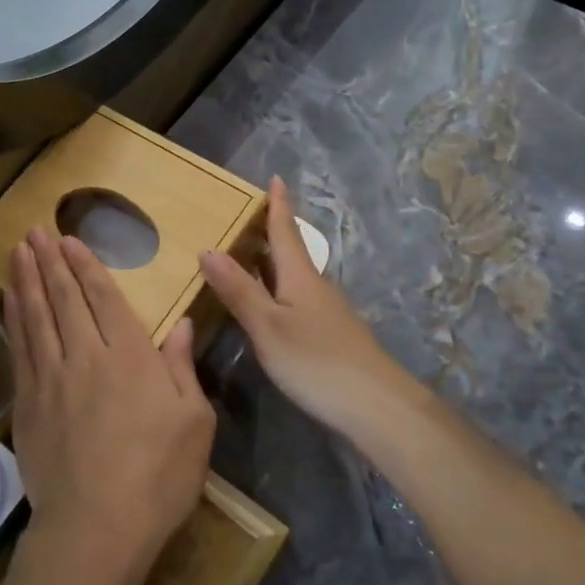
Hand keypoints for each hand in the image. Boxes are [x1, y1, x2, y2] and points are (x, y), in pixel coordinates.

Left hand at [5, 229, 215, 581]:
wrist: (96, 529)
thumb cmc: (158, 477)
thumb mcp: (194, 423)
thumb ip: (182, 368)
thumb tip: (180, 324)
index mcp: (131, 357)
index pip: (104, 298)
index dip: (86, 266)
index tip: (70, 240)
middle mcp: (87, 356)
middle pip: (64, 299)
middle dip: (51, 261)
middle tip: (36, 230)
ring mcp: (52, 379)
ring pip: (36, 316)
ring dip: (27, 280)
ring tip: (19, 250)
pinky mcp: (28, 404)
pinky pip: (20, 349)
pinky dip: (14, 319)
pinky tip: (10, 302)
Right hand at [200, 178, 433, 443]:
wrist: (376, 407)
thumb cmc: (317, 362)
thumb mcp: (269, 327)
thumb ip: (239, 291)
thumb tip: (208, 249)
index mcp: (300, 276)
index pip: (285, 230)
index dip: (278, 204)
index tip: (275, 177)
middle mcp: (314, 286)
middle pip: (288, 250)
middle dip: (268, 231)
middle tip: (240, 216)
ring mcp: (324, 312)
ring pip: (291, 276)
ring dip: (268, 262)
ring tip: (242, 254)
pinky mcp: (327, 335)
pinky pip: (294, 298)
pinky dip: (274, 289)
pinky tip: (264, 303)